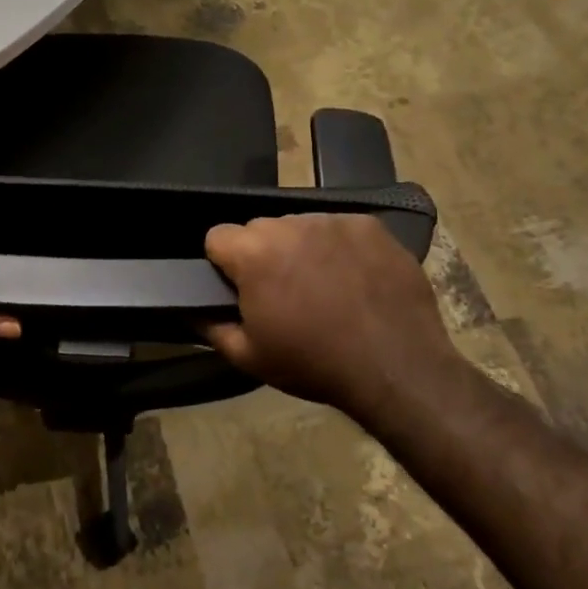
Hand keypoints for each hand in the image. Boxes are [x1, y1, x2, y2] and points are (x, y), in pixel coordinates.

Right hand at [204, 214, 464, 418]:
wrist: (397, 368)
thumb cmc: (315, 364)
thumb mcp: (250, 358)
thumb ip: (211, 327)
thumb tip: (190, 310)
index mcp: (254, 252)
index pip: (218, 236)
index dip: (224, 264)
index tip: (241, 290)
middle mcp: (290, 224)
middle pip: (260, 229)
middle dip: (263, 254)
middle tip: (284, 294)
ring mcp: (333, 221)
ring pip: (299, 225)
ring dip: (301, 248)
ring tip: (323, 287)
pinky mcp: (369, 224)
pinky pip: (338, 227)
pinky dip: (339, 247)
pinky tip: (353, 277)